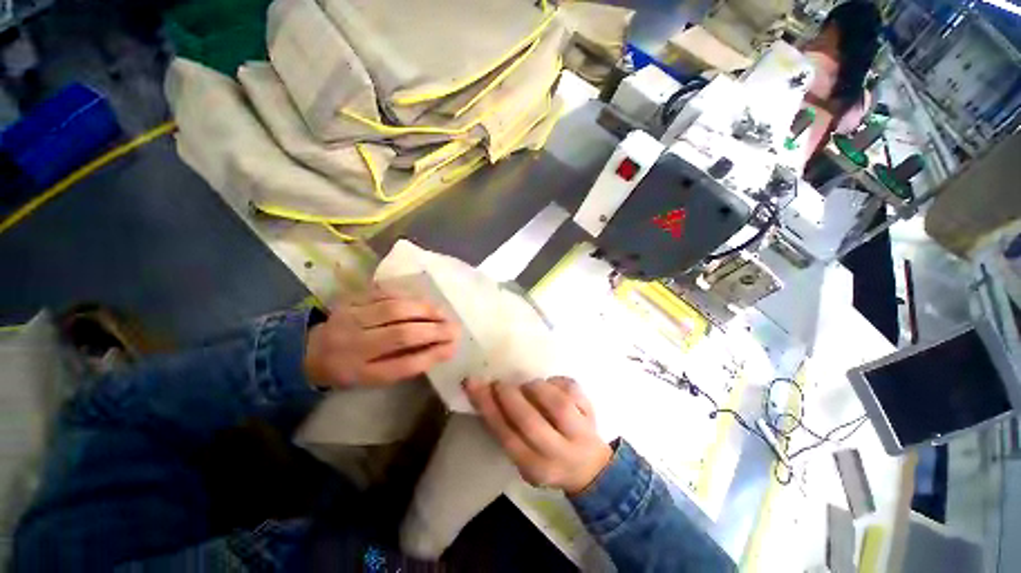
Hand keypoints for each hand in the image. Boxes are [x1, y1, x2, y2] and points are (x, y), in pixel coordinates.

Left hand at [304, 289, 459, 387]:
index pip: (402, 364)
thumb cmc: (349, 369)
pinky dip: (408, 297)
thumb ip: (407, 364)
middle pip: (401, 334)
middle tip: (455, 327)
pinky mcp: (349, 299)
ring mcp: (349, 318)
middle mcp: (352, 345)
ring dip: (425, 310)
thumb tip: (442, 349)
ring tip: (443, 313)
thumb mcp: (375, 378)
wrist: (308, 351)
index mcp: (358, 371)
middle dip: (434, 329)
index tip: (453, 347)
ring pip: (395, 309)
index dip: (432, 354)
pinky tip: (422, 302)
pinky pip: (384, 294)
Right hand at [465, 377, 611, 494]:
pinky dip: (556, 381)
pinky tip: (550, 385)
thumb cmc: (549, 460)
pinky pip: (571, 387)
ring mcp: (580, 432)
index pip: (507, 436)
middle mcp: (559, 453)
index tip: (474, 385)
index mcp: (536, 467)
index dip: (488, 407)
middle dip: (510, 396)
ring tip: (527, 386)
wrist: (590, 469)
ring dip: (535, 388)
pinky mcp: (591, 411)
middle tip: (499, 383)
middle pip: (531, 421)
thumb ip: (509, 432)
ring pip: (556, 403)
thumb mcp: (525, 457)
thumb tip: (487, 394)